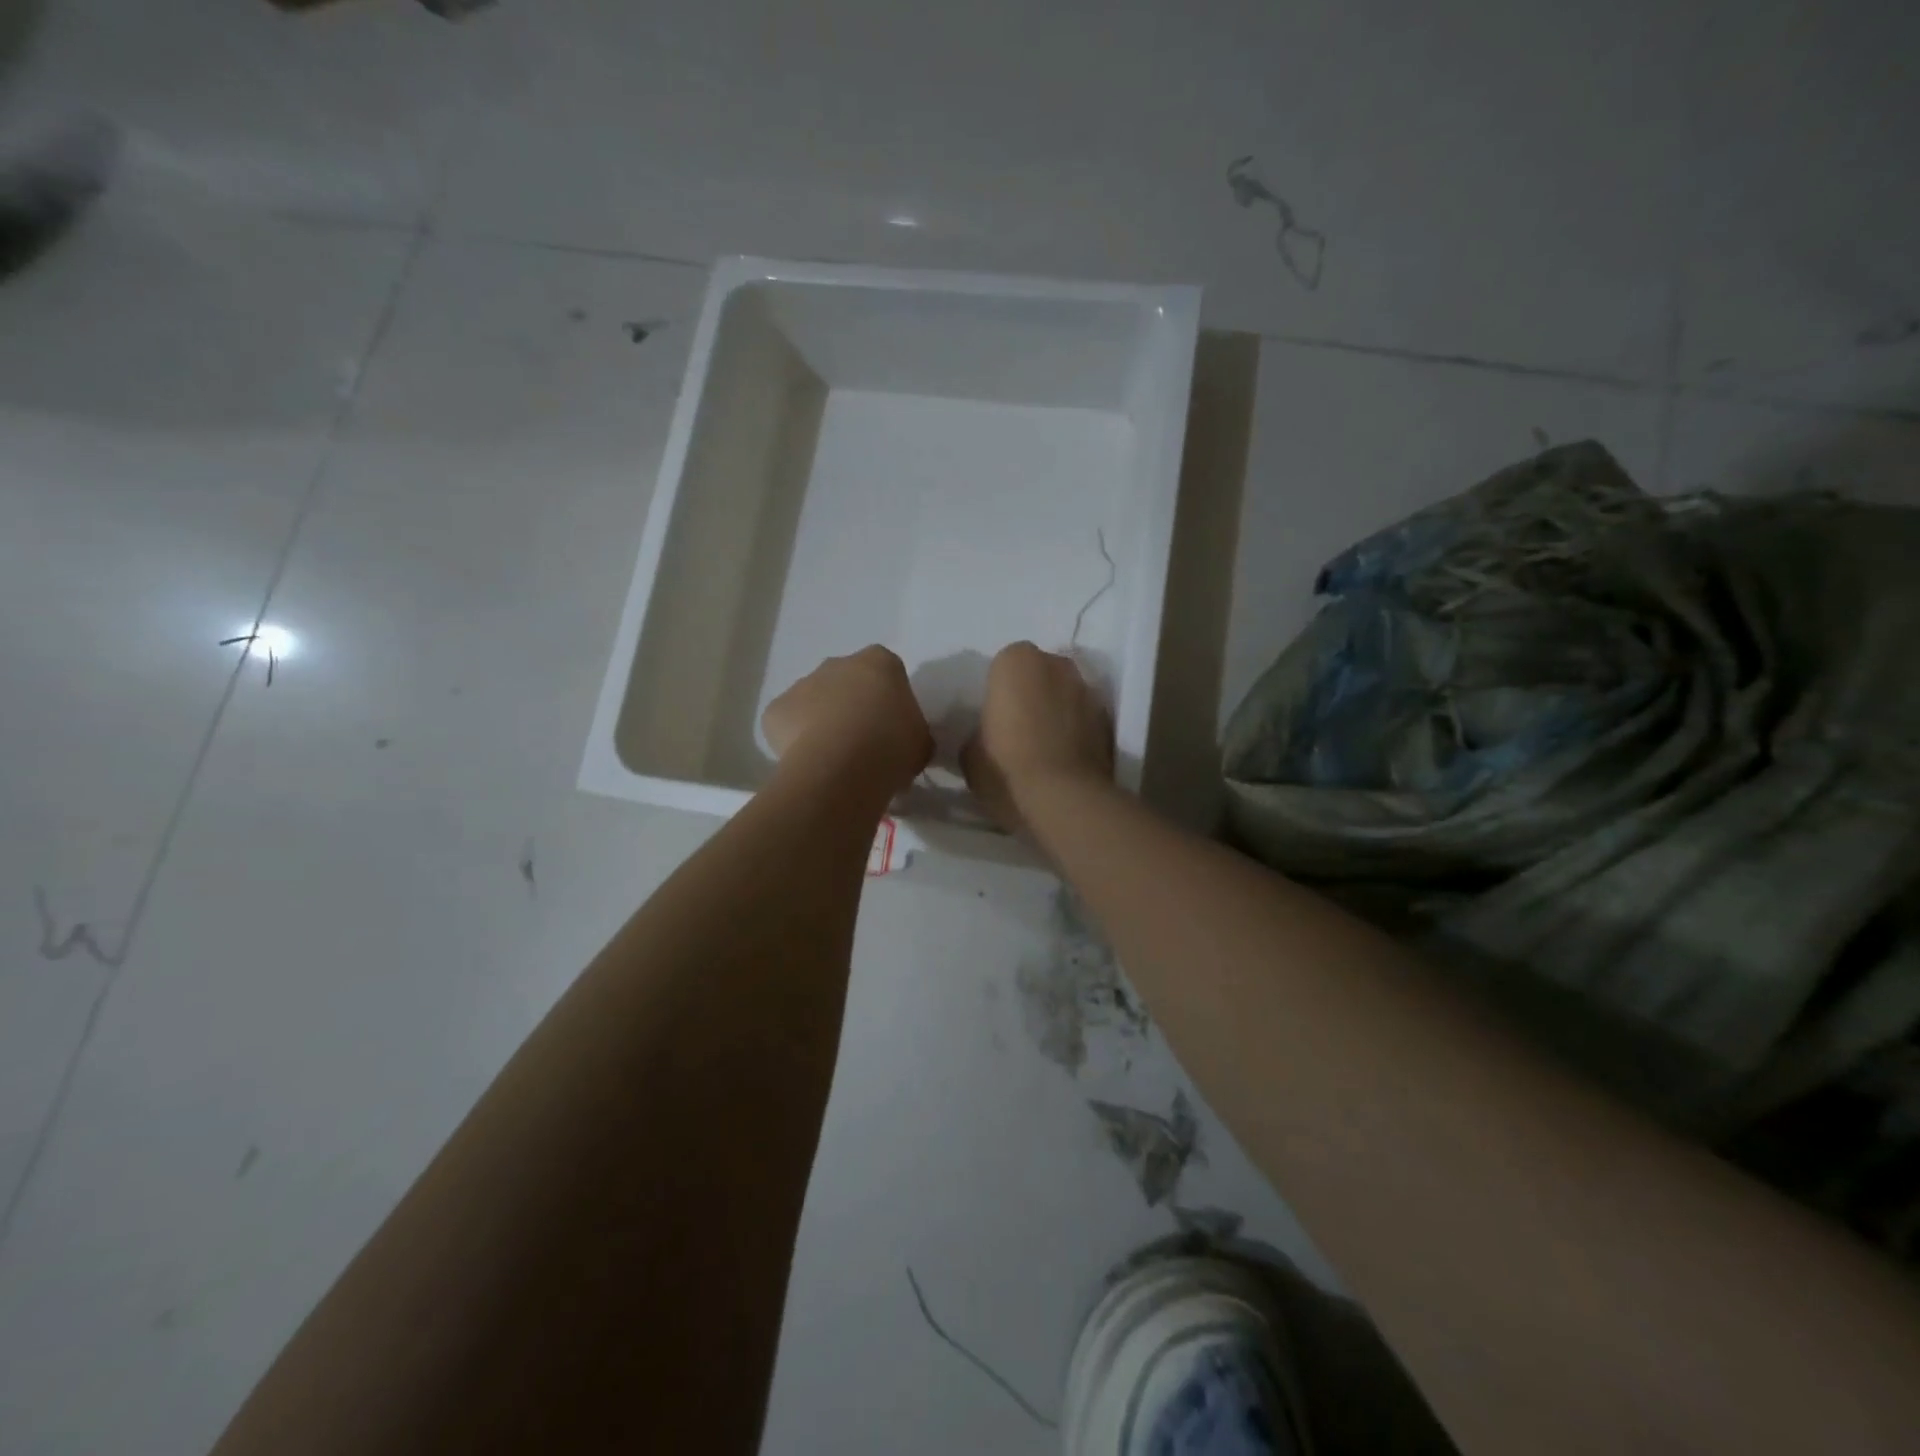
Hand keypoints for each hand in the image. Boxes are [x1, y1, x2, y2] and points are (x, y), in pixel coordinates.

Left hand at [762, 646, 933, 797]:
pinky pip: (788, 724)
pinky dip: (796, 742)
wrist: (843, 766)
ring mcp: (802, 684)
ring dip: (823, 723)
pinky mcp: (775, 710)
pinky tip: (810, 764)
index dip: (888, 701)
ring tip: (836, 760)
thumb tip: (906, 743)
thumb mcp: (921, 742)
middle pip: (846, 682)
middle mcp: (837, 663)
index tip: (891, 727)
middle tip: (863, 743)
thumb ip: (914, 734)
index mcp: (879, 662)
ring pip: (814, 702)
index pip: (886, 673)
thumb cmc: (892, 745)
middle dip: (852, 706)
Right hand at [961, 642, 1112, 832]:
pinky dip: (1076, 732)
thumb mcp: (969, 753)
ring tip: (1042, 749)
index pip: (1002, 667)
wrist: (1063, 799)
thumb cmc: (1006, 767)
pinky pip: (1083, 720)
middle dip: (1031, 695)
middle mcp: (1057, 664)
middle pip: (1039, 674)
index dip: (998, 694)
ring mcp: (1088, 691)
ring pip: (1065, 696)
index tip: (993, 720)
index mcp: (1016, 660)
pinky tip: (1063, 760)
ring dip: (1056, 712)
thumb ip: (977, 732)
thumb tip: (986, 736)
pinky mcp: (1109, 721)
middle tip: (1017, 730)